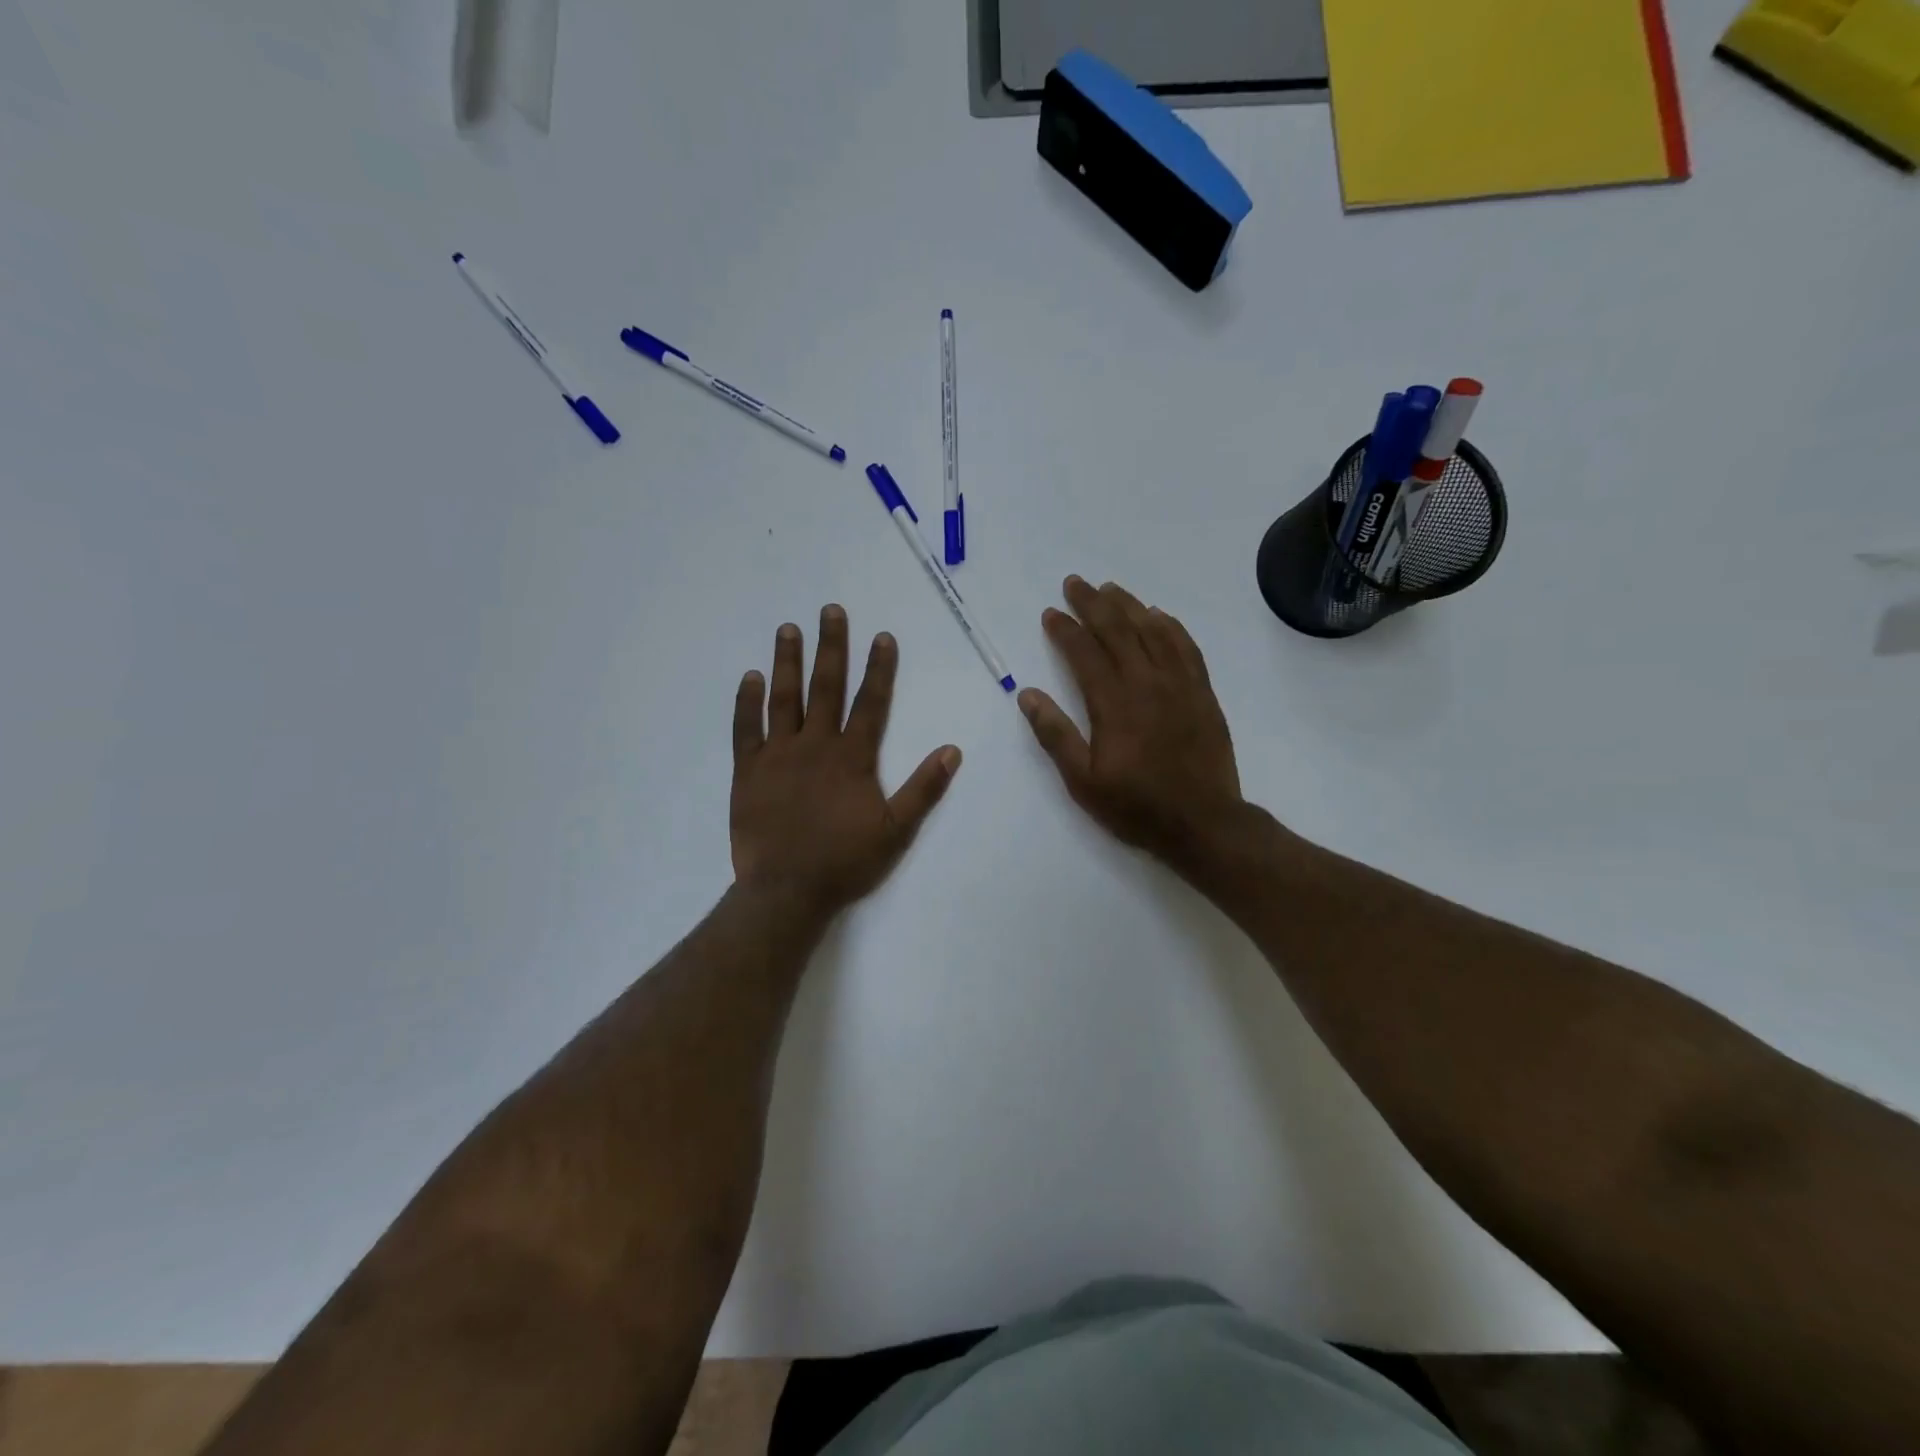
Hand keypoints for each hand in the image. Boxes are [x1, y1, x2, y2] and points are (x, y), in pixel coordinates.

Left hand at [731, 605, 960, 917]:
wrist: (787, 891)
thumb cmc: (845, 861)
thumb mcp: (897, 830)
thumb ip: (924, 788)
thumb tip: (952, 750)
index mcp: (852, 757)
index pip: (871, 703)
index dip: (879, 668)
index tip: (881, 636)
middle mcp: (815, 745)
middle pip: (826, 687)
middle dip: (831, 647)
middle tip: (830, 611)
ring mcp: (778, 755)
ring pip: (783, 698)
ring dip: (787, 661)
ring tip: (788, 629)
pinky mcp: (748, 770)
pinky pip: (746, 728)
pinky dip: (747, 702)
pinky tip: (750, 677)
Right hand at [1018, 577, 1244, 870]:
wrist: (1203, 823)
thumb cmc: (1136, 806)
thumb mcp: (1083, 781)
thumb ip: (1055, 735)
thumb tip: (1028, 695)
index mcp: (1114, 703)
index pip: (1084, 653)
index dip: (1065, 629)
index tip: (1050, 613)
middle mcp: (1147, 683)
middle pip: (1118, 630)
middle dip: (1093, 603)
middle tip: (1075, 583)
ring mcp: (1180, 685)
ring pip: (1153, 631)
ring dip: (1130, 606)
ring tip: (1111, 589)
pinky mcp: (1203, 693)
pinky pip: (1186, 647)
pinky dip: (1170, 626)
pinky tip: (1159, 616)